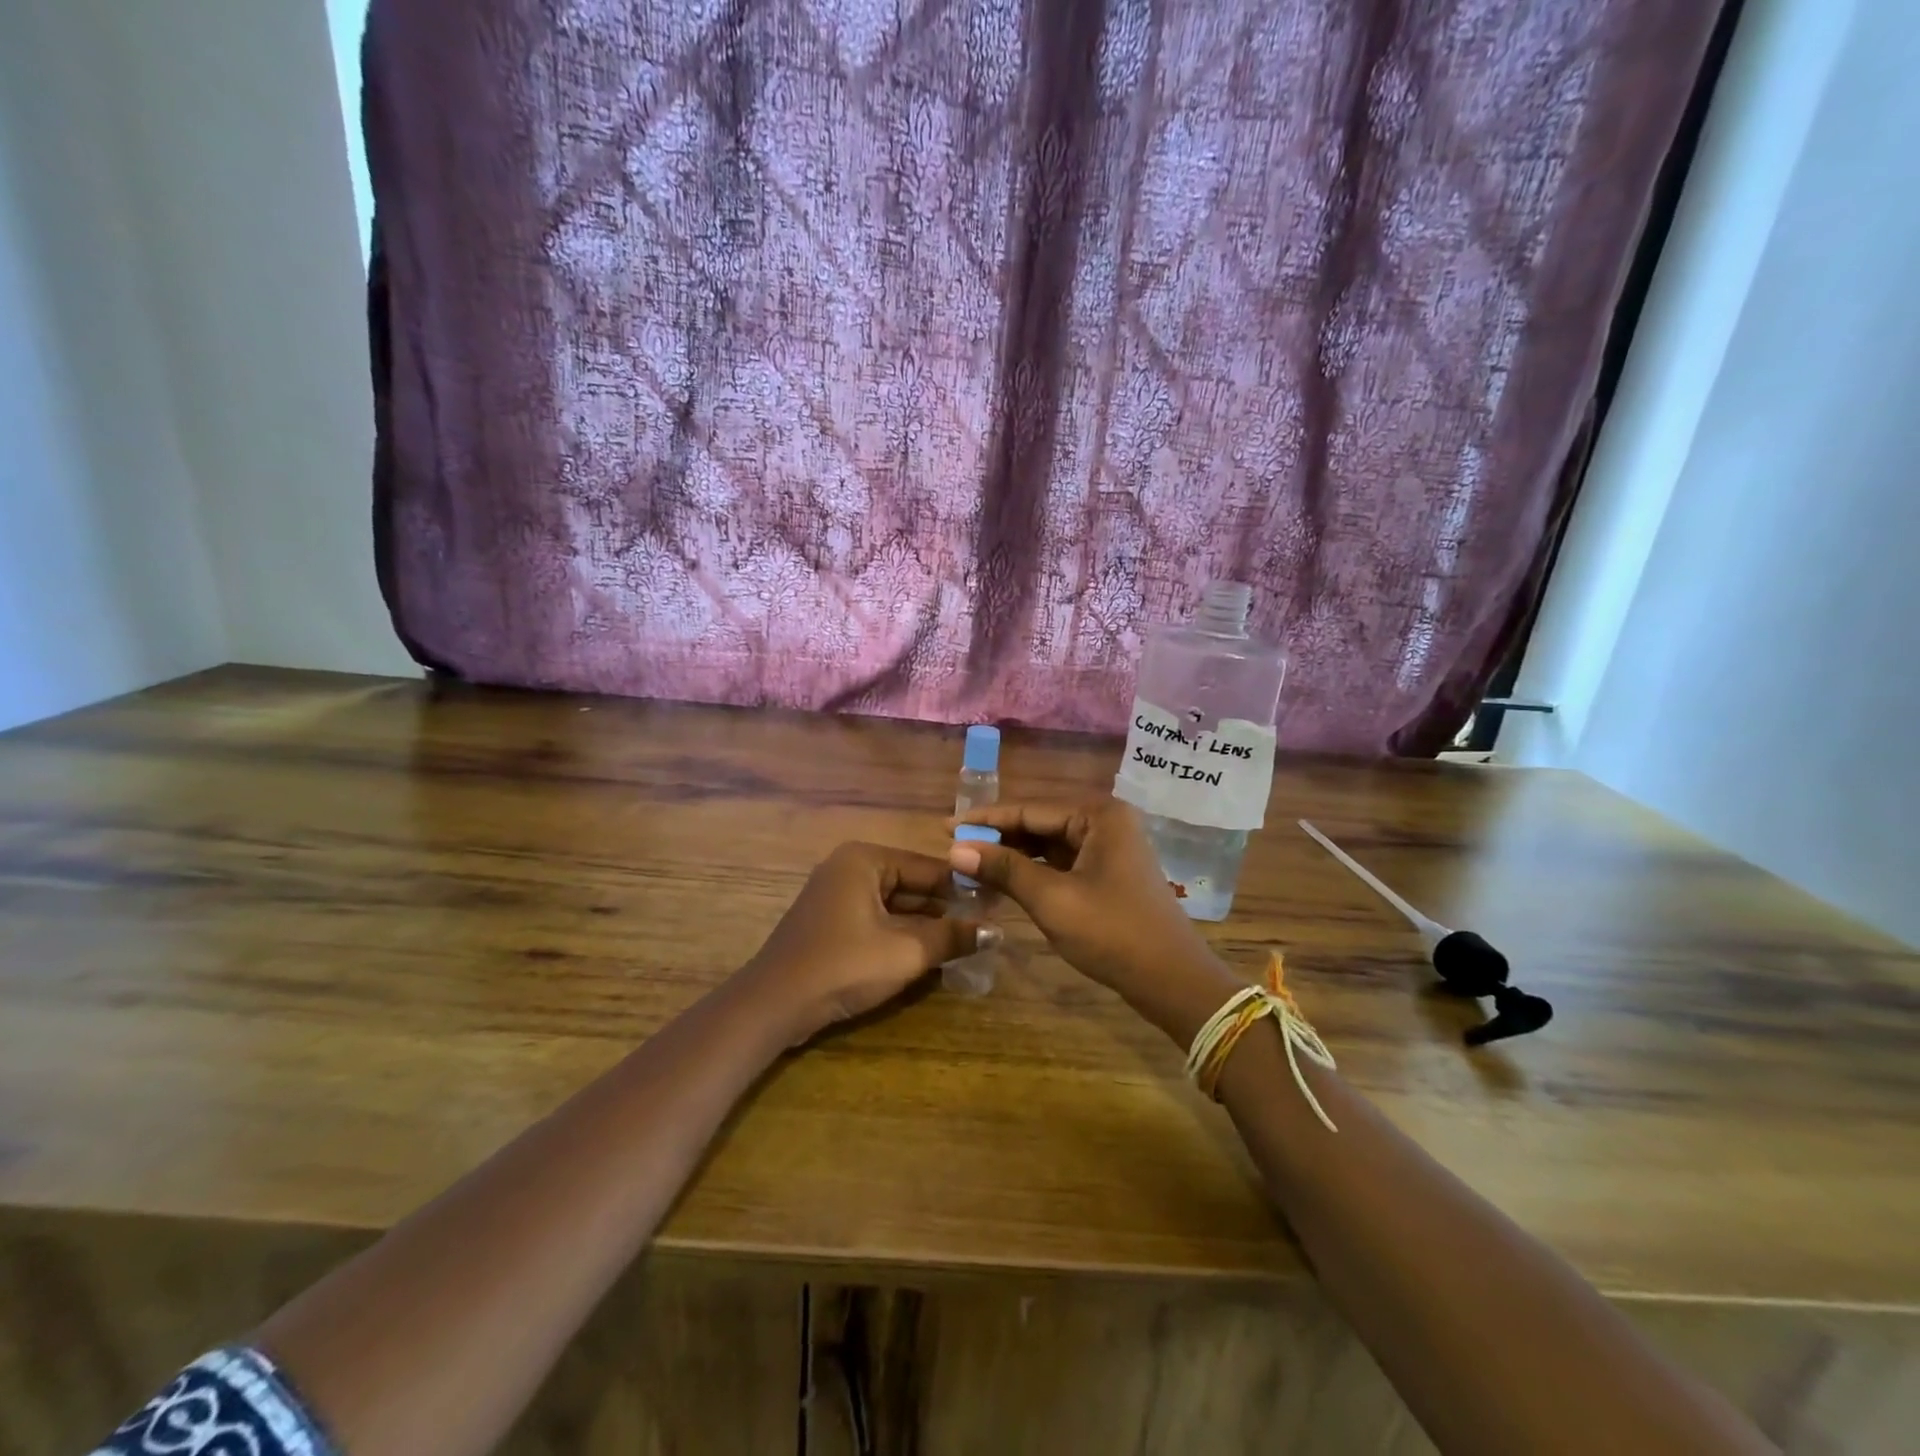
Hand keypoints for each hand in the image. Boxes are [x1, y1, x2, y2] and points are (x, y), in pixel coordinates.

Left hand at [742, 842, 997, 1042]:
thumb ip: (952, 936)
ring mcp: (836, 893)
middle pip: (911, 883)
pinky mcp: (830, 920)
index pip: (928, 866)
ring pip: (894, 903)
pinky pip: (876, 917)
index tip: (997, 903)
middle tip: (985, 925)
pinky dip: (900, 932)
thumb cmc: (843, 965)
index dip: (964, 886)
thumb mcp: (906, 951)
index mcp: (865, 859)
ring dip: (925, 923)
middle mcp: (849, 866)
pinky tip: (928, 951)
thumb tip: (995, 931)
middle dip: (945, 907)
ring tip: (965, 939)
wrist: (774, 1004)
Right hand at [947, 800, 1225, 1002]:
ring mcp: (1110, 847)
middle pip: (1039, 823)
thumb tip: (955, 850)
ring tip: (972, 865)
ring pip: (1049, 844)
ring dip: (1014, 855)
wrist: (1172, 980)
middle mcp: (1106, 821)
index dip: (984, 819)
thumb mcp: (1052, 899)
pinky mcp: (1110, 873)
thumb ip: (1004, 869)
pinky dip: (1034, 871)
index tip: (944, 827)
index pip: (1029, 809)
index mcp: (1098, 815)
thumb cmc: (1112, 933)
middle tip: (954, 849)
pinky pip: (1062, 862)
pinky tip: (1006, 881)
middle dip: (998, 837)